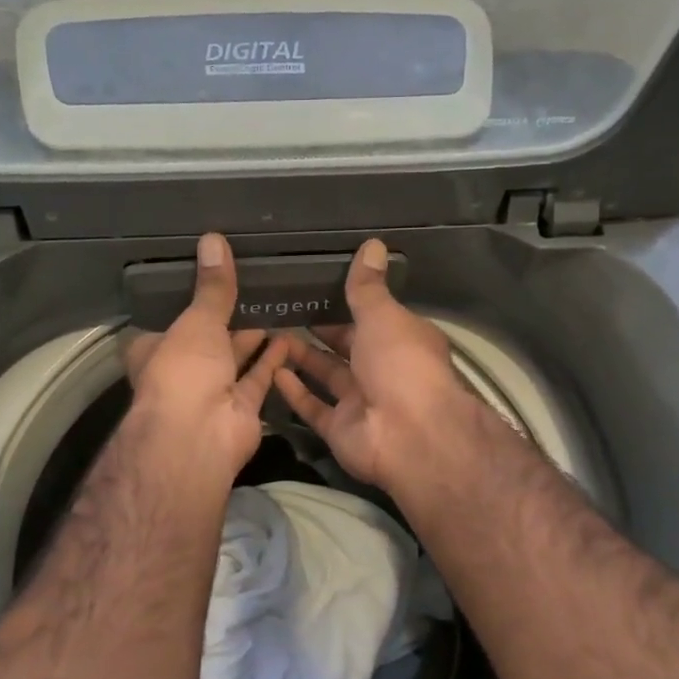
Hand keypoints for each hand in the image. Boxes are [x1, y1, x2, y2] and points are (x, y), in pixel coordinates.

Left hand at [123, 232, 289, 478]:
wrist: (199, 436)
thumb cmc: (183, 370)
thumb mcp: (197, 320)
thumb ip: (212, 286)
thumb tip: (213, 239)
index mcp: (154, 348)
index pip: (167, 319)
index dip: (185, 300)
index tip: (208, 277)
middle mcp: (181, 370)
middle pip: (205, 339)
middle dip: (227, 318)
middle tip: (252, 285)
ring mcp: (212, 391)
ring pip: (234, 358)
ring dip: (252, 337)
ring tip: (276, 303)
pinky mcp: (241, 407)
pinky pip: (259, 377)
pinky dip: (273, 359)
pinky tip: (291, 335)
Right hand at [273, 240, 471, 492]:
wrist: (409, 435)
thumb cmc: (401, 364)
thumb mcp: (384, 315)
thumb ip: (368, 286)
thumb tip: (372, 244)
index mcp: (401, 340)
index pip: (372, 316)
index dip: (346, 302)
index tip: (314, 286)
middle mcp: (382, 370)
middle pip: (346, 346)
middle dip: (319, 329)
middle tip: (282, 307)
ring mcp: (360, 401)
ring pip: (326, 375)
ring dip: (301, 357)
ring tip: (268, 333)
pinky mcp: (340, 428)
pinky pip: (313, 406)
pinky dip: (294, 391)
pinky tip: (270, 370)